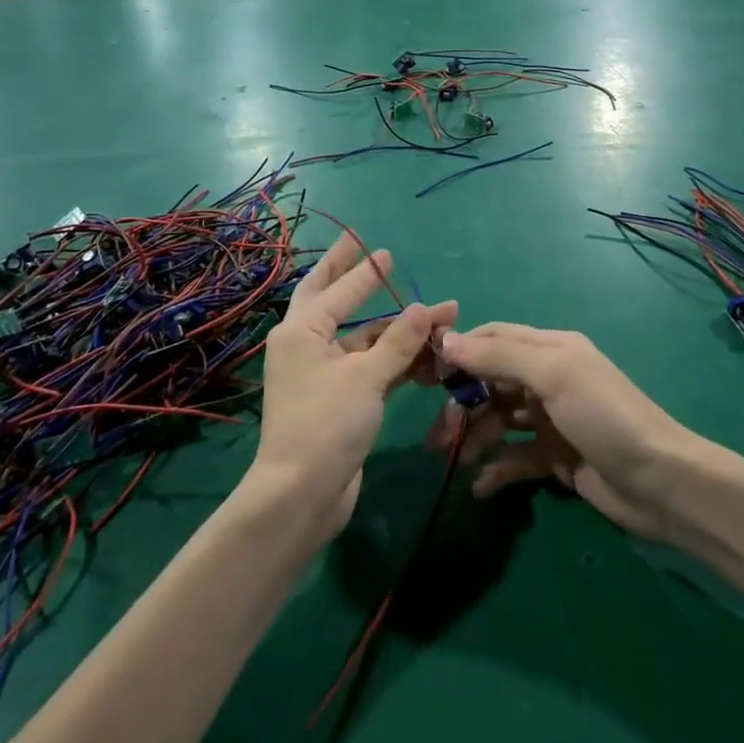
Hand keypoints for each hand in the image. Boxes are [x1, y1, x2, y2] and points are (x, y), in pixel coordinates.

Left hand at [251, 232, 456, 533]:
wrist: (302, 495)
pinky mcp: (340, 399)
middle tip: (365, 247)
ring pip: (364, 340)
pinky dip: (397, 360)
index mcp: (302, 331)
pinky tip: (429, 356)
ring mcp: (323, 373)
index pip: (339, 289)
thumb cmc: (327, 424)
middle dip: (352, 276)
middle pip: (334, 301)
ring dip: (399, 330)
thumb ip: (398, 340)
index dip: (364, 270)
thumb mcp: (366, 377)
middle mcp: (308, 345)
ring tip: (441, 316)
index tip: (383, 249)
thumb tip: (424, 308)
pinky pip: (371, 367)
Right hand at [427, 324, 696, 542]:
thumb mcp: (554, 375)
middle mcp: (547, 380)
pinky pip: (515, 458)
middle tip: (438, 435)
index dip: (460, 352)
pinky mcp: (555, 459)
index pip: (494, 339)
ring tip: (454, 461)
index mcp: (550, 350)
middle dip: (462, 405)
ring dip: (474, 437)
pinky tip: (480, 487)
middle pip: (490, 383)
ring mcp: (550, 421)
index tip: (426, 374)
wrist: (661, 483)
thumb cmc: (605, 416)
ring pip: (498, 421)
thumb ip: (500, 356)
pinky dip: (496, 469)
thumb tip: (447, 341)